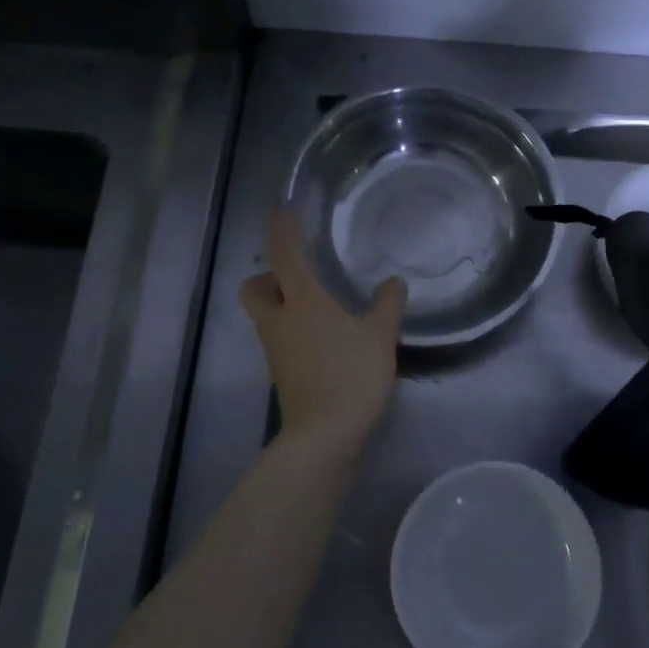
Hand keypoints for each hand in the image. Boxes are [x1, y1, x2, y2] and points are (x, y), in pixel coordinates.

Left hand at [241, 208, 406, 446]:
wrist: (324, 437)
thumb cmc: (351, 376)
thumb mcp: (379, 337)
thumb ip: (387, 305)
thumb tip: (393, 282)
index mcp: (302, 302)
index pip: (284, 254)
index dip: (281, 229)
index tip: (283, 210)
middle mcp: (279, 321)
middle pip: (255, 287)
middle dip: (269, 274)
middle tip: (300, 272)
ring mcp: (276, 350)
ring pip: (266, 314)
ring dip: (282, 301)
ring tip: (320, 303)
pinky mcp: (281, 373)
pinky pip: (279, 337)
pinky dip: (294, 328)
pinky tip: (325, 337)